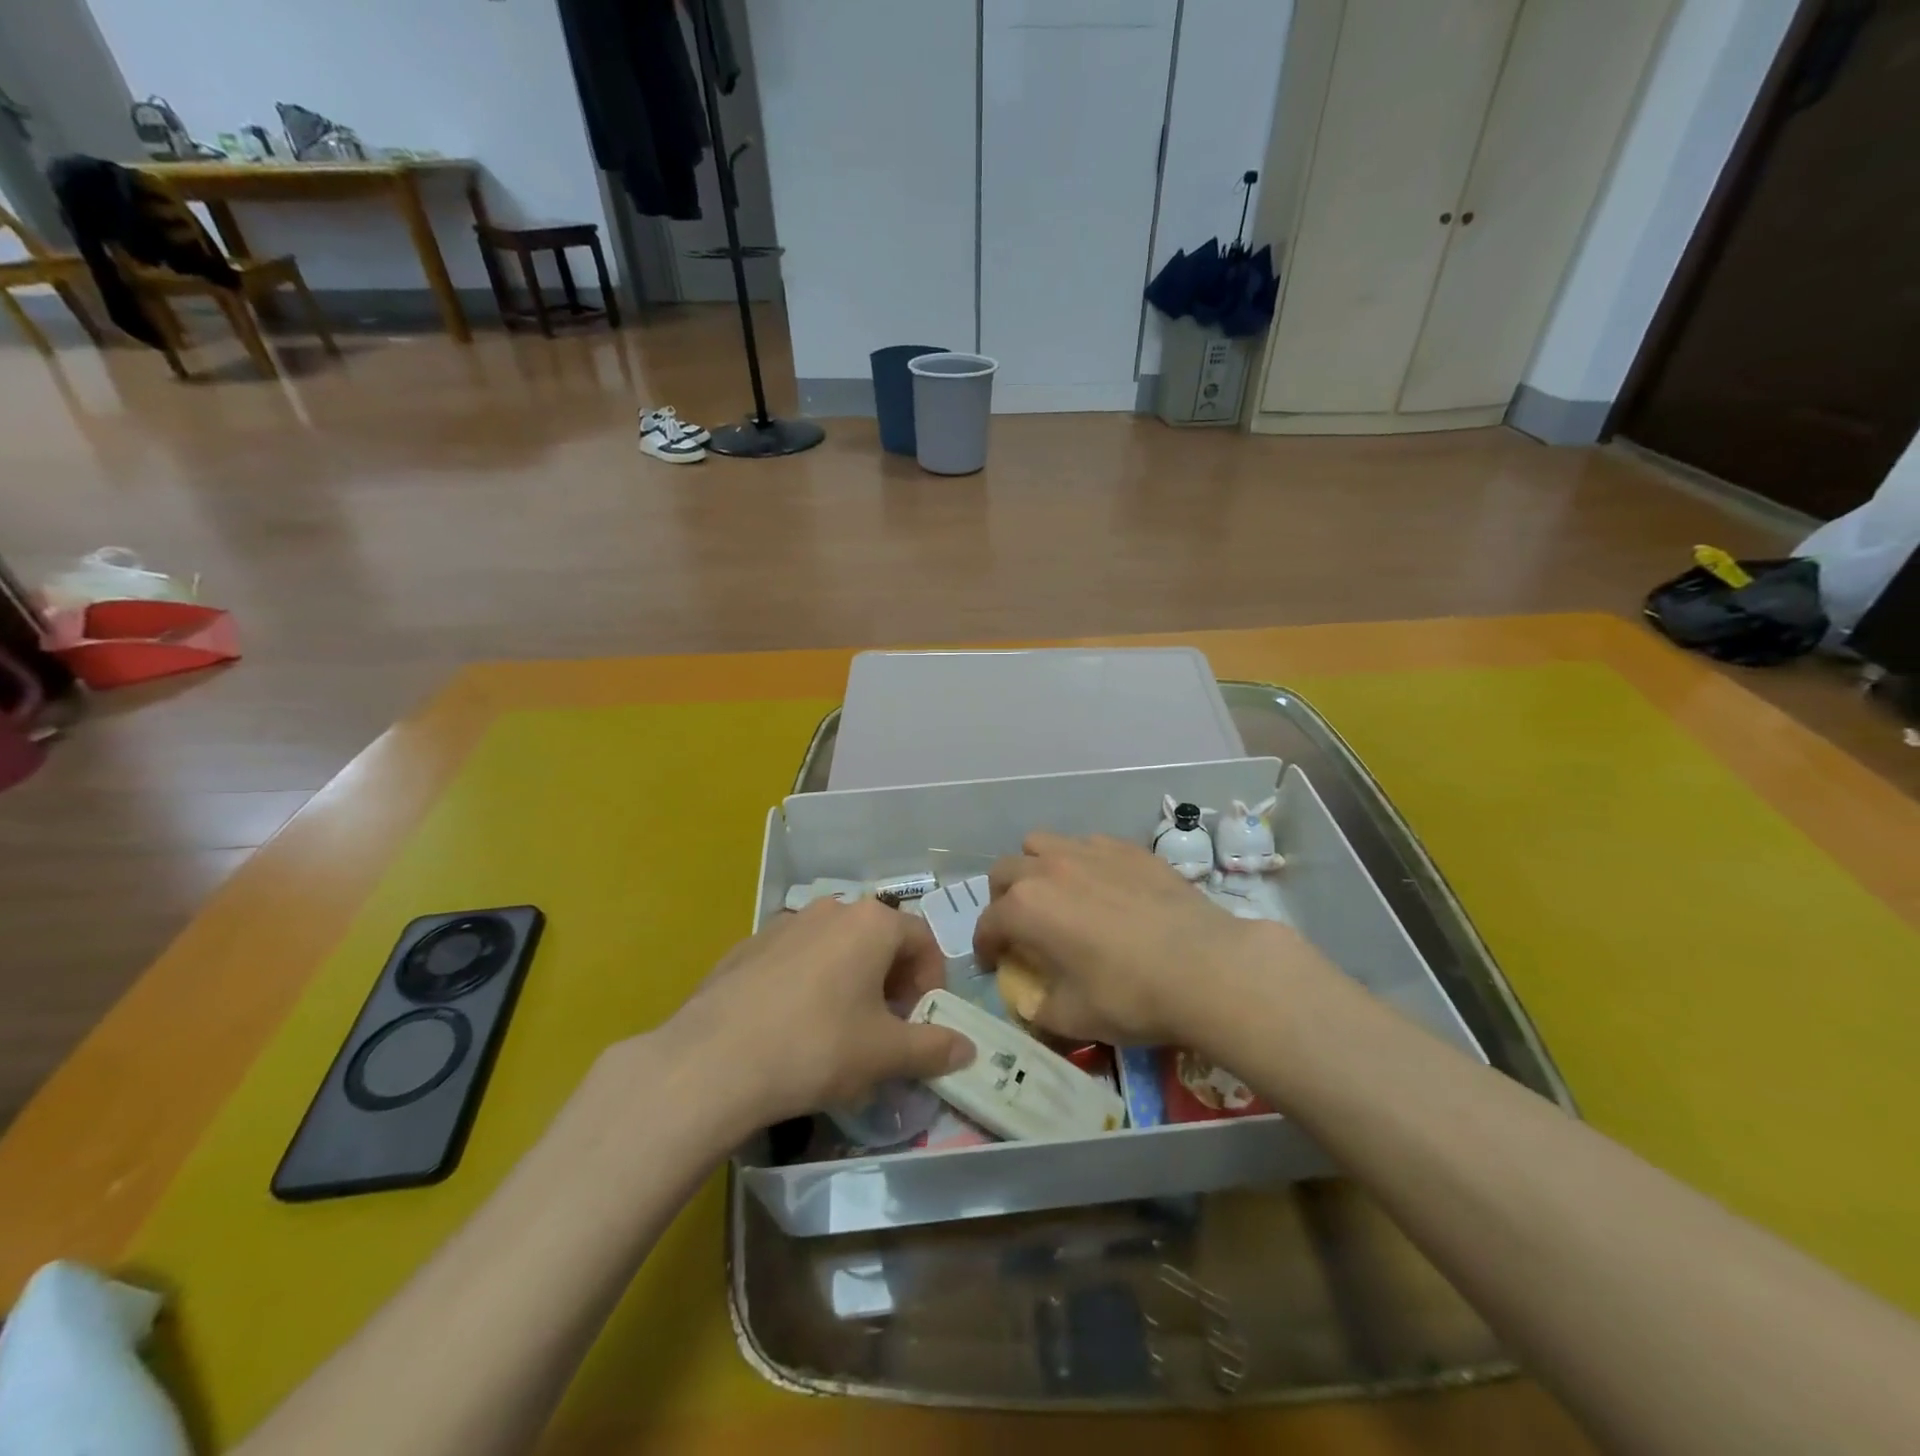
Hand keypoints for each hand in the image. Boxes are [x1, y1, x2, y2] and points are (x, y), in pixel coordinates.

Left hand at [658, 898, 974, 1130]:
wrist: (712, 1062)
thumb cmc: (817, 1047)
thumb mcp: (885, 1054)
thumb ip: (933, 1047)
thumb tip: (968, 1048)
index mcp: (871, 923)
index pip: (922, 940)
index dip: (932, 982)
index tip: (922, 1022)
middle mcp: (831, 909)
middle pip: (879, 940)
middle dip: (892, 982)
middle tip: (885, 1029)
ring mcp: (784, 924)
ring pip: (835, 948)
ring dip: (850, 980)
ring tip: (838, 1029)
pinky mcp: (747, 946)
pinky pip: (794, 959)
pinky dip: (807, 984)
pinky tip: (790, 1027)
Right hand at [973, 832, 1269, 1046]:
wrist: (1207, 967)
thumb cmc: (1130, 996)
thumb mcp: (1073, 1018)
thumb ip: (1038, 1009)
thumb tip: (1031, 1003)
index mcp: (1026, 908)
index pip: (988, 922)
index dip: (986, 946)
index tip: (995, 963)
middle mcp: (1049, 869)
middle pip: (1005, 871)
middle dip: (1002, 899)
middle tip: (1022, 927)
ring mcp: (1090, 851)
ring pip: (1042, 844)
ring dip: (1036, 868)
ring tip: (1057, 896)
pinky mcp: (1127, 848)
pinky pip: (1088, 844)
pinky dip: (1081, 863)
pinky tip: (1103, 889)